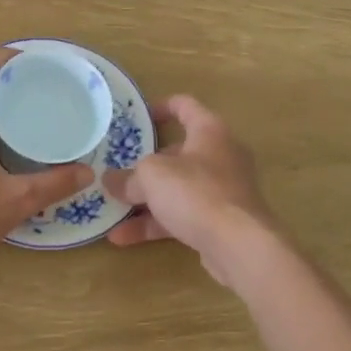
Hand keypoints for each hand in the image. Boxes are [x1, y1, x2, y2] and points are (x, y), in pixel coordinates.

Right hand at [103, 95, 286, 285]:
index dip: (161, 107)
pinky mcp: (221, 221)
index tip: (138, 118)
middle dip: (145, 166)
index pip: (185, 106)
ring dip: (145, 200)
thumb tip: (110, 180)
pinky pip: (182, 215)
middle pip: (177, 153)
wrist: (239, 245)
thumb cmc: (196, 192)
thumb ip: (128, 177)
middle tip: (119, 171)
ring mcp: (222, 190)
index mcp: (209, 131)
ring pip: (177, 189)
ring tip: (111, 210)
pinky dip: (156, 223)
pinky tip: (123, 238)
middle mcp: (220, 155)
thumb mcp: (152, 176)